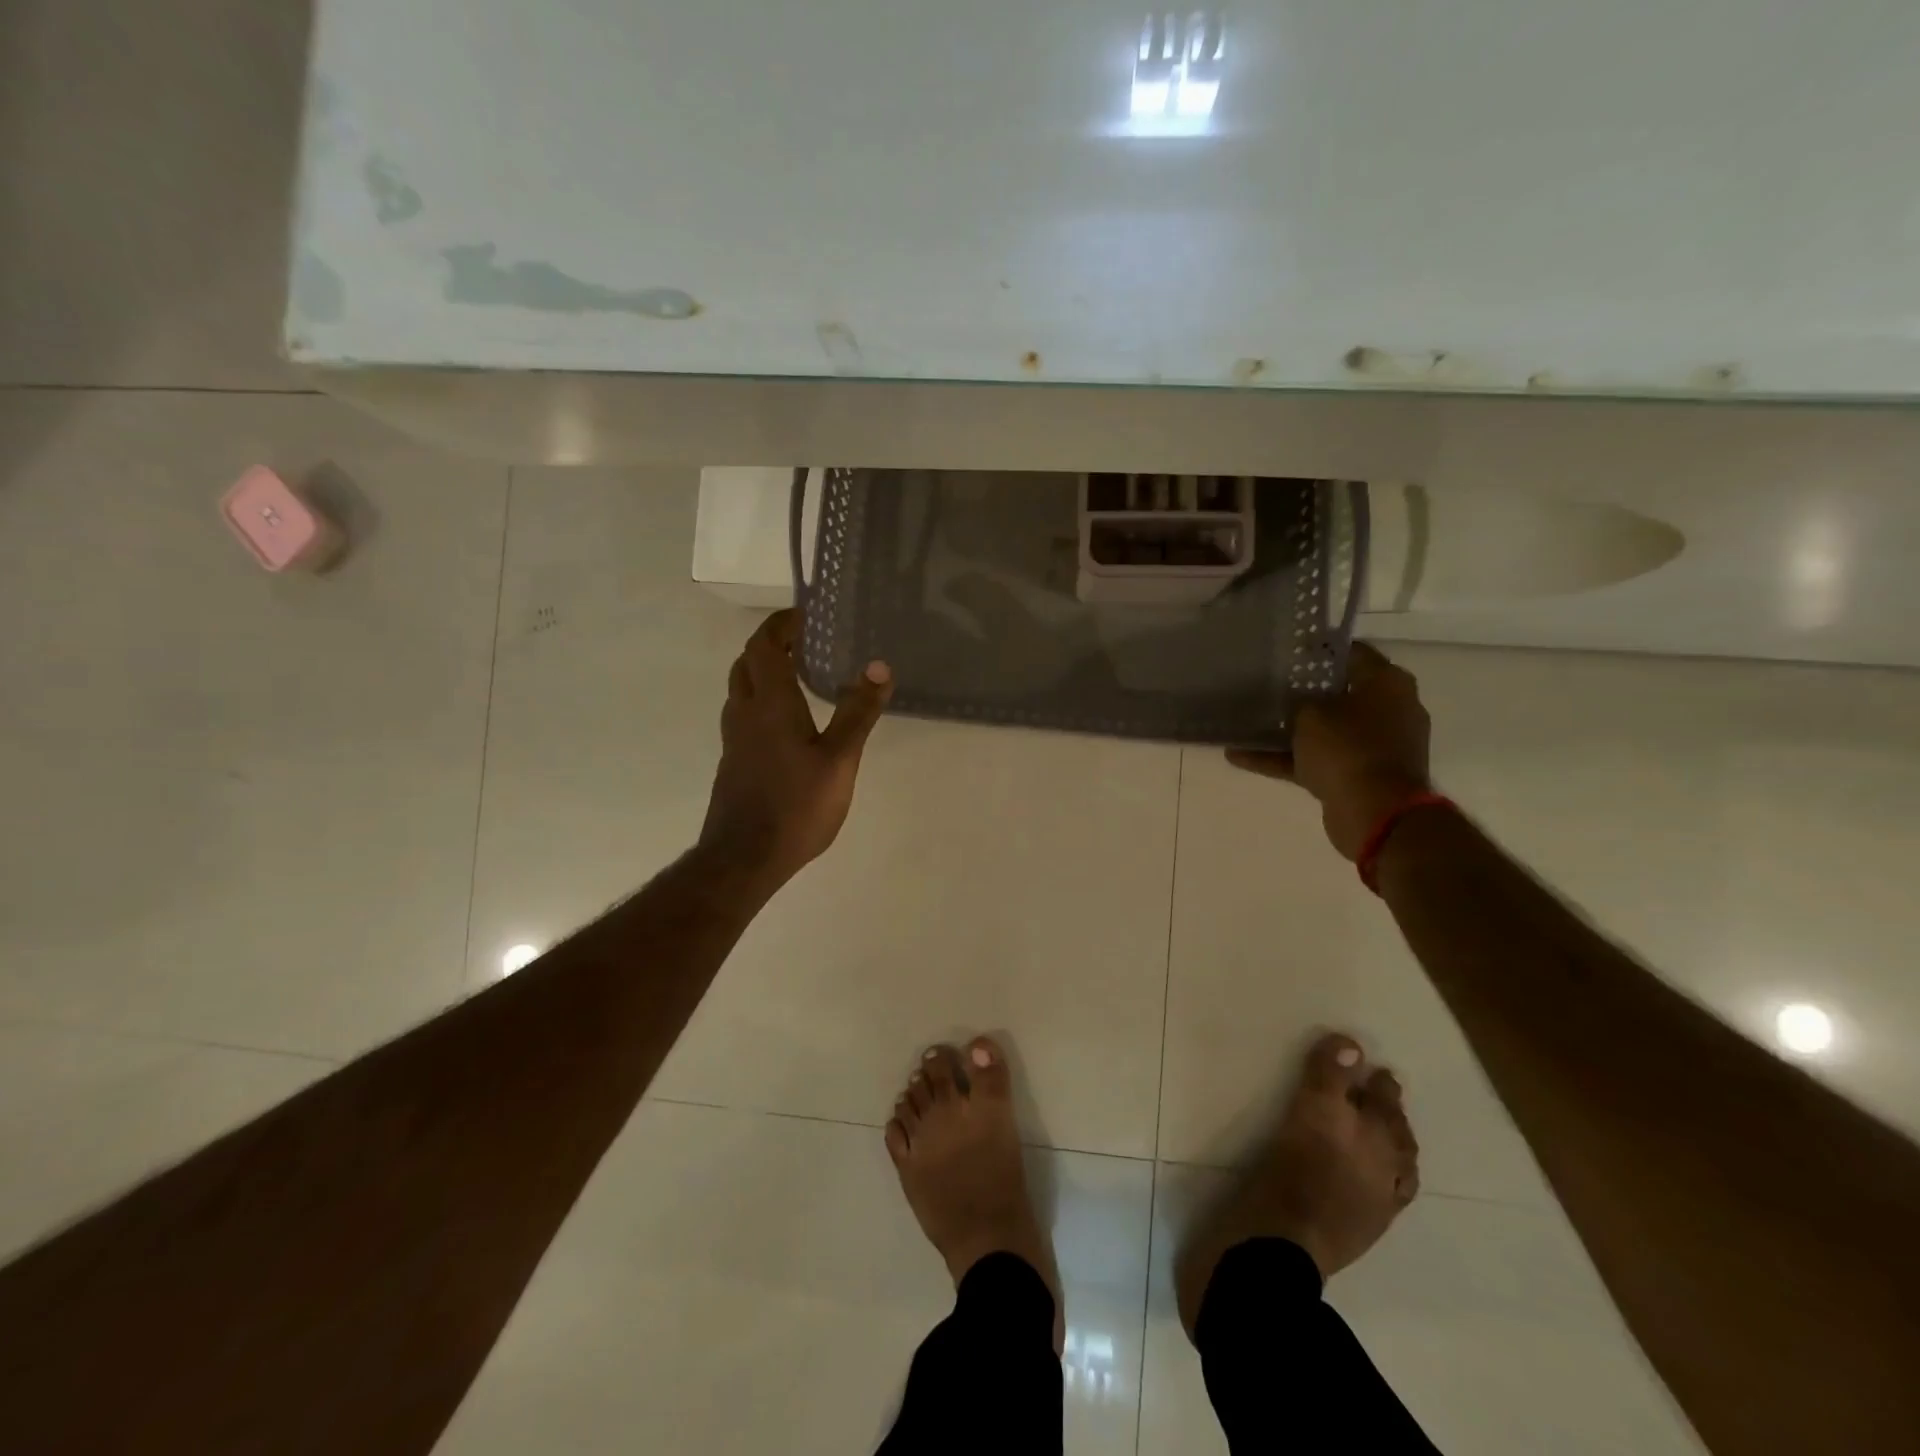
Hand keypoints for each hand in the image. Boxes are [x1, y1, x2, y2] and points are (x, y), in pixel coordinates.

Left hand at [699, 609, 893, 887]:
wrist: (745, 858)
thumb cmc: (796, 805)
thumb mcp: (839, 759)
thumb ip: (857, 712)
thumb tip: (879, 666)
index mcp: (770, 704)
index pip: (763, 645)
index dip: (780, 625)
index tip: (805, 616)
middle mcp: (745, 713)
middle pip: (746, 663)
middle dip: (771, 645)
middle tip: (805, 643)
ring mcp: (735, 740)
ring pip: (741, 690)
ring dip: (764, 672)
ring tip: (800, 676)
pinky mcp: (734, 762)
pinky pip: (744, 715)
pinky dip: (763, 701)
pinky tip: (790, 723)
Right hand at [1226, 642, 1431, 860]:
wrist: (1377, 813)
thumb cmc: (1348, 749)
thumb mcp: (1311, 713)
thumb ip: (1299, 701)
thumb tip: (1297, 702)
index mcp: (1388, 684)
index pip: (1352, 654)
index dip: (1318, 651)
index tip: (1287, 651)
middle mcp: (1387, 711)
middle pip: (1338, 694)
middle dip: (1302, 693)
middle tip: (1266, 685)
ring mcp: (1374, 747)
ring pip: (1324, 731)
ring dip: (1288, 731)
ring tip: (1246, 724)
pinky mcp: (1357, 776)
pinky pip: (1316, 761)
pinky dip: (1284, 760)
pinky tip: (1240, 757)